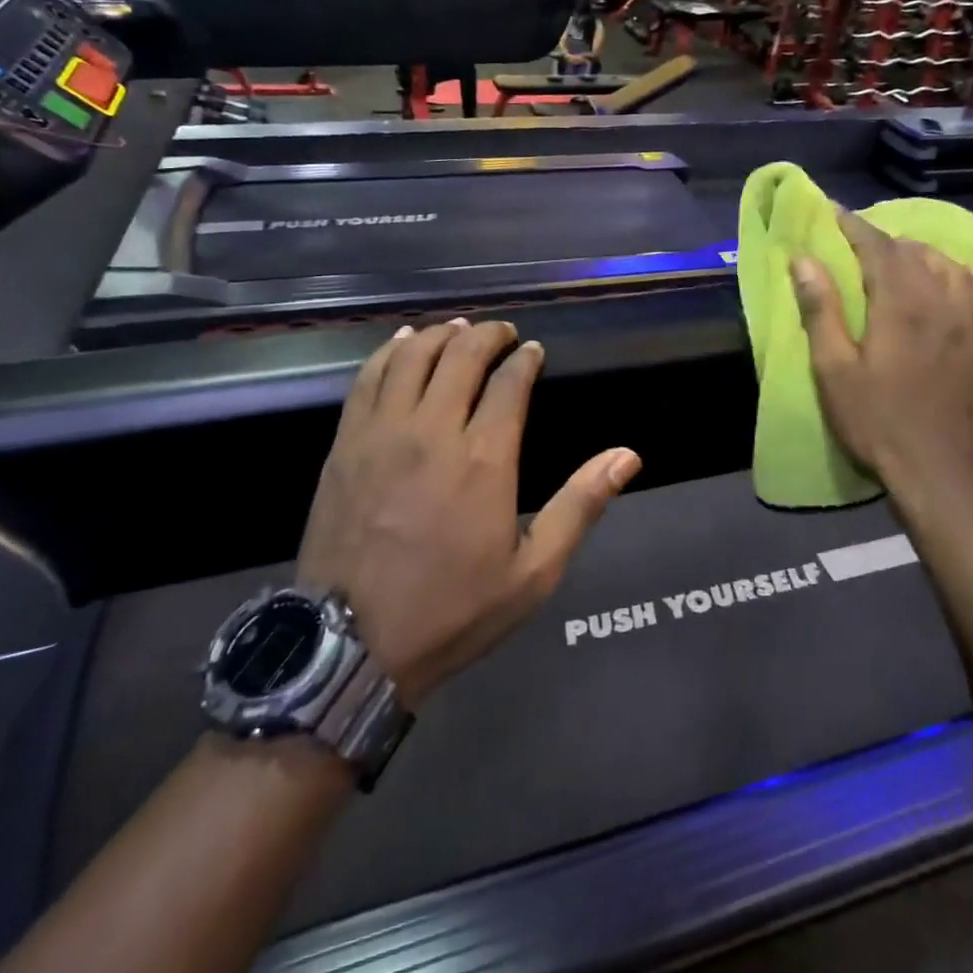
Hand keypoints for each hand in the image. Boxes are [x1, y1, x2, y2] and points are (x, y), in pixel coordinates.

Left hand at [297, 320, 641, 707]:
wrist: (351, 643)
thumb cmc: (452, 610)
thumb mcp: (533, 572)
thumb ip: (580, 506)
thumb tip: (627, 456)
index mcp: (484, 458)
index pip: (509, 382)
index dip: (524, 359)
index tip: (533, 351)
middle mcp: (433, 430)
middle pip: (461, 356)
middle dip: (487, 335)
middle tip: (501, 332)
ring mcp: (382, 432)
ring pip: (413, 356)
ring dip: (440, 334)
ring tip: (457, 330)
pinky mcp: (346, 442)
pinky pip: (368, 377)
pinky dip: (391, 351)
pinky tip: (403, 342)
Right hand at [792, 210, 972, 509]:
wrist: (934, 472)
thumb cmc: (874, 421)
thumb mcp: (833, 369)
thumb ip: (821, 310)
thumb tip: (804, 260)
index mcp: (901, 307)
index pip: (880, 249)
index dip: (855, 227)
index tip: (835, 213)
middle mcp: (944, 305)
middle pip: (916, 255)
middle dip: (884, 240)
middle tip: (856, 240)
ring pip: (953, 269)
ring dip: (924, 254)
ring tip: (901, 257)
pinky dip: (967, 280)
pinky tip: (958, 282)